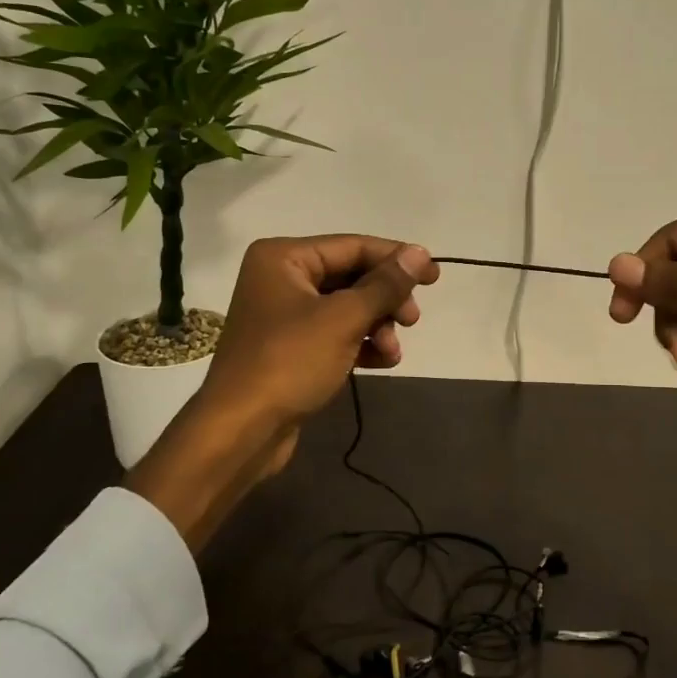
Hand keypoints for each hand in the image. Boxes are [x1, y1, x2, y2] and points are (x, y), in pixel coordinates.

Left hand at [128, 237, 438, 549]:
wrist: (241, 430)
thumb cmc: (290, 362)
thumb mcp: (344, 318)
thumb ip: (385, 284)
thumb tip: (420, 253)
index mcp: (283, 257)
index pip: (352, 246)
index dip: (396, 259)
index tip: (435, 276)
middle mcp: (280, 278)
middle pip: (351, 277)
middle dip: (385, 300)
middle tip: (412, 320)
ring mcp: (284, 315)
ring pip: (346, 308)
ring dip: (377, 326)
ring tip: (393, 352)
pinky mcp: (290, 348)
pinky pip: (335, 334)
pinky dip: (360, 343)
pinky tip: (381, 361)